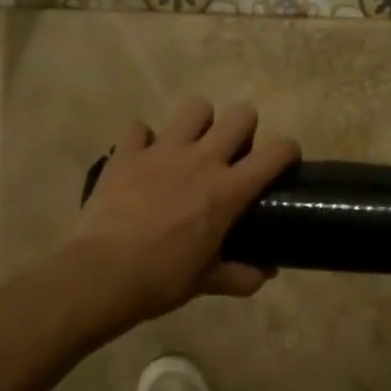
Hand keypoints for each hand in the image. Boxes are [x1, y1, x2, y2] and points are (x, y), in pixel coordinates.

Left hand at [67, 96, 299, 325]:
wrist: (102, 274)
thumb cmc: (163, 278)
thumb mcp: (208, 282)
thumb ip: (242, 276)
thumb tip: (265, 274)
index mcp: (229, 189)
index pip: (277, 151)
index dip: (287, 151)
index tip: (283, 163)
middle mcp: (203, 159)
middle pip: (241, 115)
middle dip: (244, 129)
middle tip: (233, 154)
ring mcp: (163, 150)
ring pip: (195, 108)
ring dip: (199, 123)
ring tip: (191, 146)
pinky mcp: (127, 152)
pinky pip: (139, 128)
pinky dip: (143, 140)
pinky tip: (143, 159)